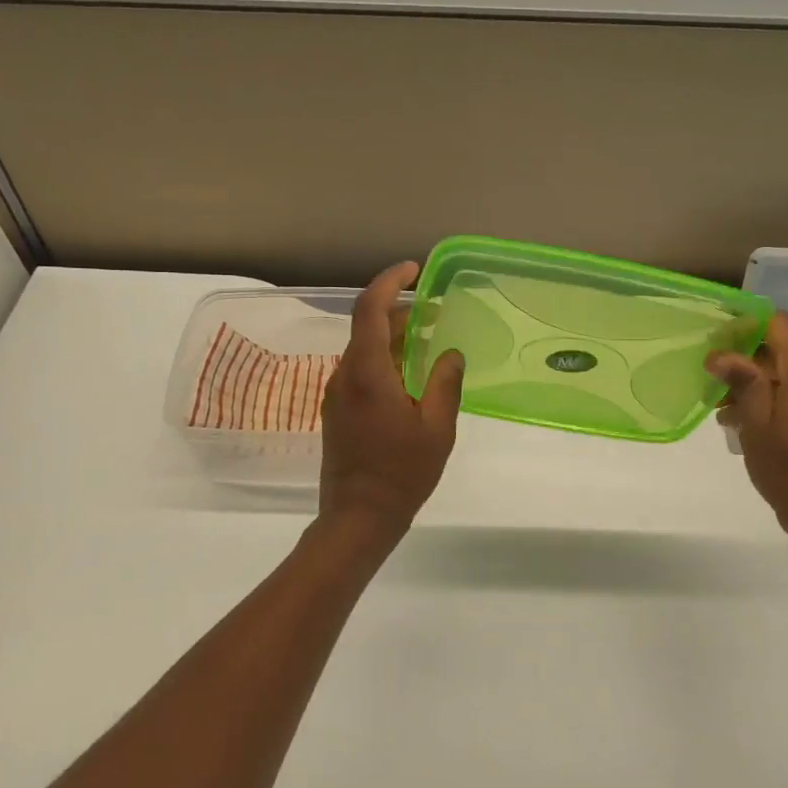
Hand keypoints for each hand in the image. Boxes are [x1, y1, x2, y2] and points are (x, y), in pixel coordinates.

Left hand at [319, 262, 465, 532]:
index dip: (389, 281)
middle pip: (366, 326)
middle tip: (434, 312)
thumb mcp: (437, 428)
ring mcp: (336, 393)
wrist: (357, 517)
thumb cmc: (401, 473)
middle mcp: (344, 375)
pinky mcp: (337, 410)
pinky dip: (383, 358)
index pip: (370, 308)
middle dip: (398, 310)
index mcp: (367, 373)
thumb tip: (451, 354)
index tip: (414, 270)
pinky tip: (409, 374)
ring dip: (391, 336)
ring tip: (427, 340)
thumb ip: (445, 383)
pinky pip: (359, 369)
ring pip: (362, 348)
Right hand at [707, 312, 787, 540]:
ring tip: (725, 413)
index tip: (718, 340)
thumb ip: (742, 383)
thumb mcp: (756, 425)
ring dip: (757, 385)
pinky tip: (749, 424)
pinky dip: (774, 400)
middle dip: (746, 362)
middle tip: (712, 384)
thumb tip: (720, 353)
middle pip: (782, 350)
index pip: (780, 324)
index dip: (747, 324)